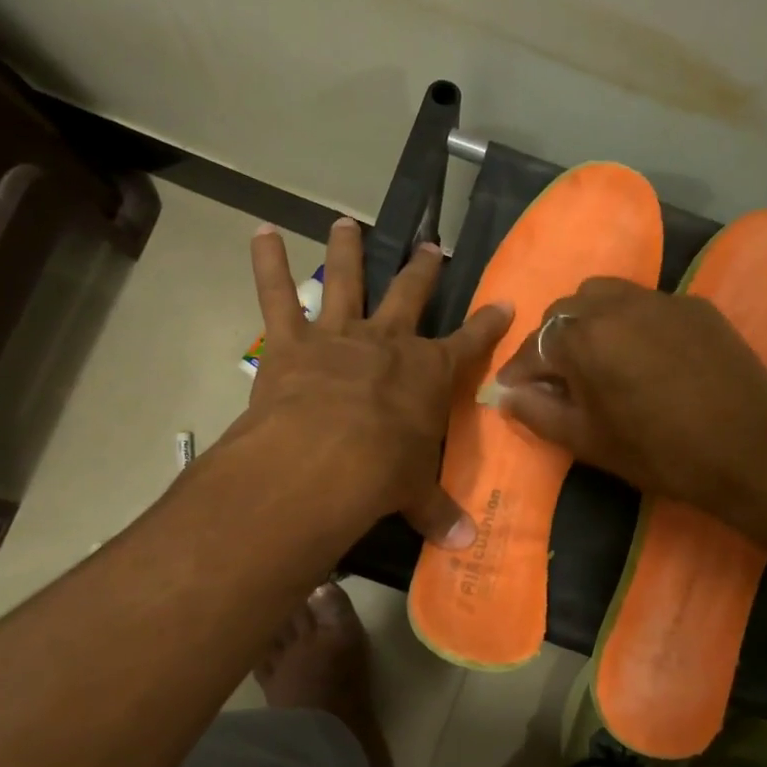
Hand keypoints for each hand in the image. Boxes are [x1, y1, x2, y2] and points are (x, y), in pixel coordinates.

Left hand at [241, 218, 510, 547]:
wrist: (326, 458)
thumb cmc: (383, 473)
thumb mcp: (415, 494)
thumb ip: (437, 513)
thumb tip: (465, 544)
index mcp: (428, 374)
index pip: (469, 344)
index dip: (488, 325)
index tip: (504, 303)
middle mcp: (388, 342)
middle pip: (409, 295)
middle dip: (421, 272)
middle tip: (429, 248)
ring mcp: (339, 335)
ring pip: (345, 281)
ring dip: (347, 251)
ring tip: (346, 222)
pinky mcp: (291, 341)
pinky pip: (278, 295)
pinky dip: (269, 263)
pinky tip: (262, 233)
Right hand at [491, 278, 766, 515]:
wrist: (748, 449)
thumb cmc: (658, 452)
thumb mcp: (587, 441)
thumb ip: (537, 412)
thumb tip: (504, 394)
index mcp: (582, 339)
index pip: (533, 346)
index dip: (518, 371)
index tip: (513, 390)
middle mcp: (614, 305)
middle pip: (564, 310)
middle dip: (551, 341)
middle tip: (557, 377)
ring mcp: (657, 299)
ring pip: (603, 295)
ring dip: (587, 321)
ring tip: (596, 356)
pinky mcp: (692, 304)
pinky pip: (644, 302)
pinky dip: (628, 321)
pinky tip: (642, 354)